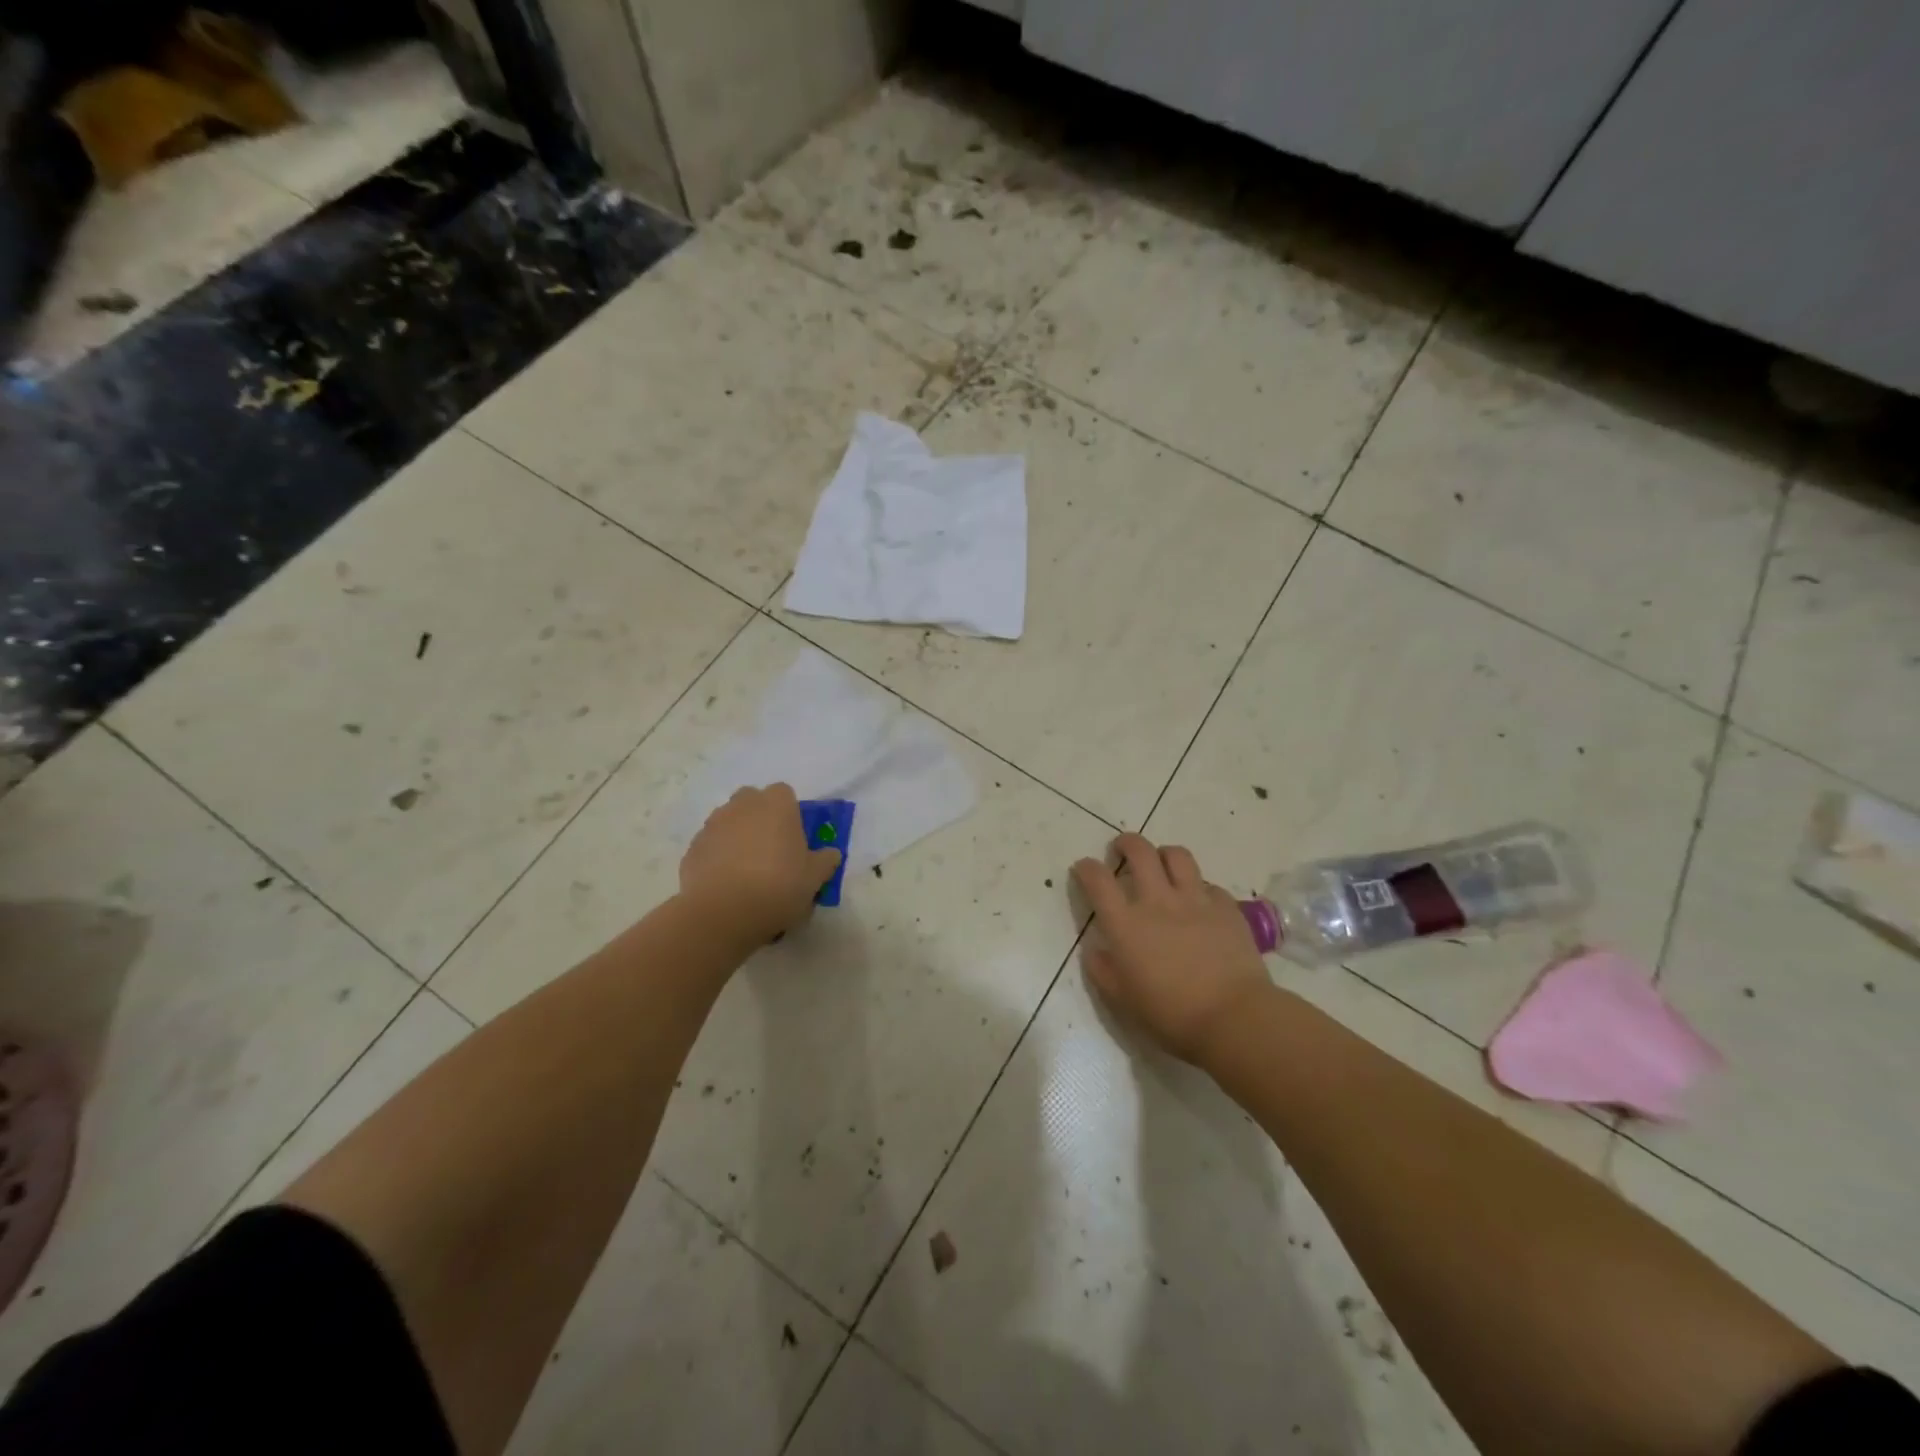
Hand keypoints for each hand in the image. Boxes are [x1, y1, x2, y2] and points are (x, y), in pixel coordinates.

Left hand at [680, 784, 840, 940]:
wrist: (723, 913)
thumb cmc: (778, 886)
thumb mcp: (815, 877)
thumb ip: (825, 860)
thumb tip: (830, 853)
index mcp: (776, 804)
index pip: (784, 793)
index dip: (790, 813)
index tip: (795, 839)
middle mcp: (742, 805)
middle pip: (752, 802)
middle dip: (760, 819)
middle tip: (772, 851)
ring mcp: (713, 825)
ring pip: (729, 822)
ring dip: (738, 837)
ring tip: (747, 872)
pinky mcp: (692, 849)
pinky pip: (711, 846)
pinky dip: (718, 858)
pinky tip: (726, 885)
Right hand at [1071, 833, 1272, 1065]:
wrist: (1234, 1017)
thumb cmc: (1171, 1015)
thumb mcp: (1123, 1001)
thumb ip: (1103, 971)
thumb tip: (1095, 950)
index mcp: (1126, 924)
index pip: (1098, 880)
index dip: (1086, 868)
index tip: (1084, 868)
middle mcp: (1157, 901)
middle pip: (1139, 851)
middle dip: (1126, 843)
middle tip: (1122, 850)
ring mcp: (1195, 900)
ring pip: (1177, 855)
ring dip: (1163, 855)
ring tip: (1162, 865)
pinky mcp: (1226, 907)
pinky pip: (1209, 884)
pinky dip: (1198, 887)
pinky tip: (1199, 902)